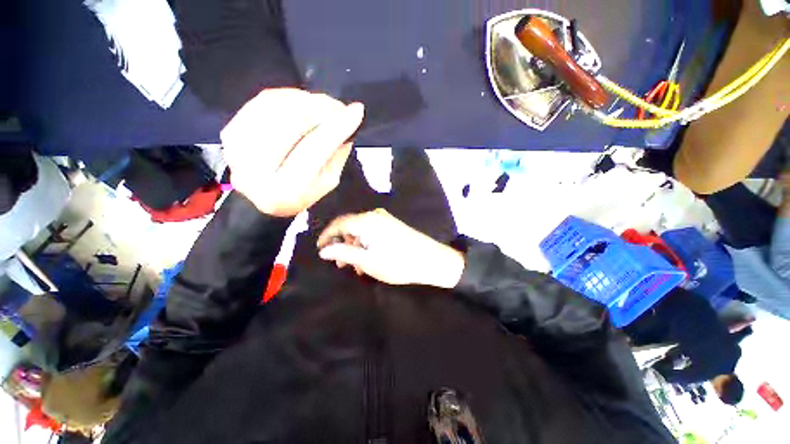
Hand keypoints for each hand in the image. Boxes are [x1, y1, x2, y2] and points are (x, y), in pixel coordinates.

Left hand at [221, 88, 364, 216]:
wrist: (263, 197)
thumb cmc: (302, 193)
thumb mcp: (328, 181)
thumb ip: (336, 153)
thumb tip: (346, 121)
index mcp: (287, 190)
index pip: (314, 150)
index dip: (336, 128)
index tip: (357, 111)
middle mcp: (256, 170)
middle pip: (290, 124)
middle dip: (320, 109)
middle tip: (339, 106)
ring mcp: (237, 148)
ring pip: (275, 108)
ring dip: (304, 100)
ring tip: (324, 104)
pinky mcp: (230, 131)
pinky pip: (261, 102)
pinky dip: (286, 97)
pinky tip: (302, 102)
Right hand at [317, 209, 464, 287]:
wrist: (431, 259)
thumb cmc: (397, 262)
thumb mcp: (367, 260)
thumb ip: (343, 252)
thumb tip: (323, 250)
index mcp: (366, 221)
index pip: (339, 223)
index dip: (327, 236)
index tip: (320, 250)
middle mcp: (374, 215)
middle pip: (351, 227)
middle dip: (343, 244)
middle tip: (340, 264)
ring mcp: (385, 219)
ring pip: (362, 231)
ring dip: (356, 247)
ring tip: (357, 267)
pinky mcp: (393, 225)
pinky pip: (373, 232)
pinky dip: (367, 245)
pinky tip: (369, 259)